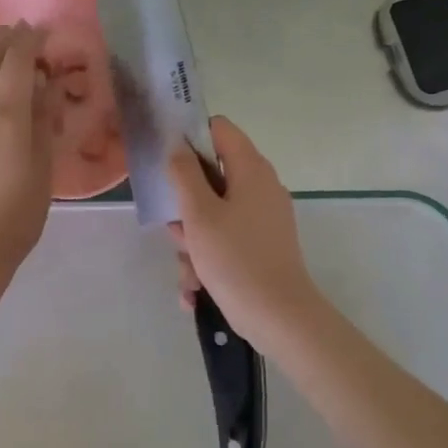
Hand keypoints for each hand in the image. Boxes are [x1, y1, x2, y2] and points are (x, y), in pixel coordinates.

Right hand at [166, 116, 327, 351]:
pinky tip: (196, 289)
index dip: (190, 138)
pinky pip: (226, 240)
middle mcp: (261, 187)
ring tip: (190, 274)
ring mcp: (264, 218)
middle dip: (186, 207)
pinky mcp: (262, 245)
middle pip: (211, 177)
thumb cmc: (235, 258)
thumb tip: (177, 146)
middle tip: (177, 232)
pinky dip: (209, 260)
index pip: (219, 129)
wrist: (279, 317)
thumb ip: (184, 173)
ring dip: (193, 242)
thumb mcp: (199, 214)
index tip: (167, 162)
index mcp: (251, 169)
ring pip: (214, 215)